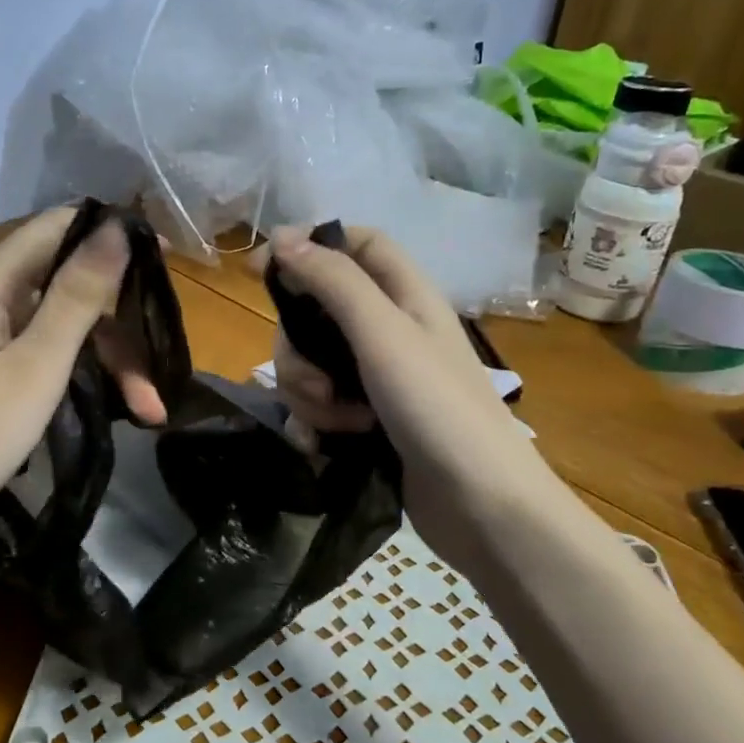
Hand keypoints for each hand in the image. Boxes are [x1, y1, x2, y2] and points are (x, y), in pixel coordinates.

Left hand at [0, 208, 165, 555]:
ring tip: (148, 410)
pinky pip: (42, 354)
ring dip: (107, 362)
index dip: (112, 234)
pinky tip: (113, 407)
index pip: (56, 227)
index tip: (167, 260)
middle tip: (160, 371)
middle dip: (119, 325)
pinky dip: (79, 376)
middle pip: (65, 285)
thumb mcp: (35, 366)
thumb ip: (77, 296)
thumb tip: (116, 226)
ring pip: (60, 327)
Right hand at [267, 225, 546, 567]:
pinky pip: (319, 405)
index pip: (357, 244)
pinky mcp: (367, 421)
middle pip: (319, 310)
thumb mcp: (383, 334)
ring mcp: (377, 379)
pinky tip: (321, 445)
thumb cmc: (437, 407)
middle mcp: (390, 331)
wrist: (481, 505)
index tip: (263, 266)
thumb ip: (333, 282)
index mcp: (405, 296)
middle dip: (299, 346)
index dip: (312, 243)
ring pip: (312, 362)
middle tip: (315, 381)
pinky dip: (314, 422)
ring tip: (338, 423)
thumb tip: (282, 237)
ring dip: (308, 392)